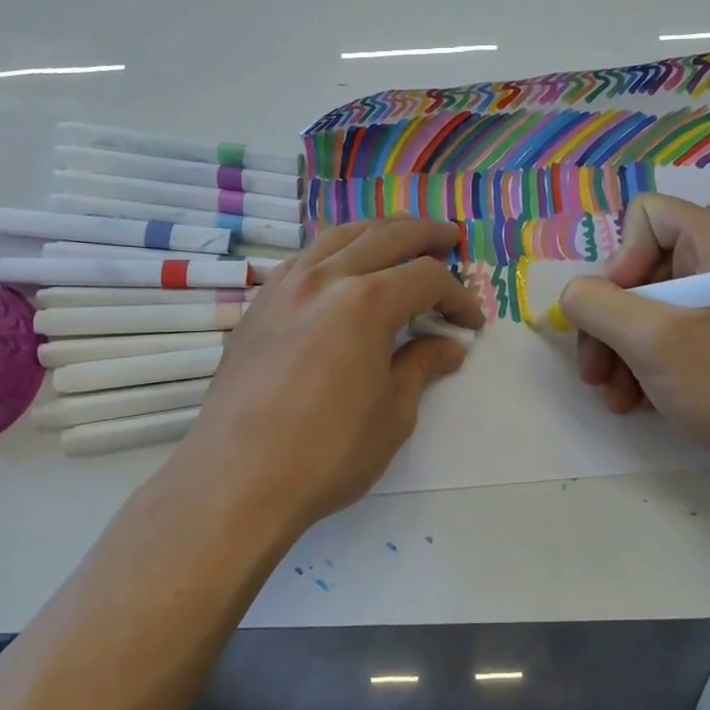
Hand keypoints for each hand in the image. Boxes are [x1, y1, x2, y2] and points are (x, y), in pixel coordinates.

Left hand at [175, 218, 483, 537]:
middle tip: (450, 238)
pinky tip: (341, 266)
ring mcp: (285, 288)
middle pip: (384, 236)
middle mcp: (324, 279)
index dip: (457, 295)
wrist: (238, 478)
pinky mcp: (259, 306)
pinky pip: (303, 259)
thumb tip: (448, 345)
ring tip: (400, 236)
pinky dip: (333, 250)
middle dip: (424, 235)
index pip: (425, 278)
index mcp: (365, 302)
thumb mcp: (392, 414)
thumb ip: (422, 367)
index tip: (471, 322)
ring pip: (338, 237)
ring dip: (377, 231)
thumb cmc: (327, 452)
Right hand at [560, 194, 709, 460]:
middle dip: (609, 321)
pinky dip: (645, 359)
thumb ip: (595, 304)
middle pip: (640, 266)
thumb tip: (574, 296)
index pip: (645, 216)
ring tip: (614, 395)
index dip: (621, 260)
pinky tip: (637, 398)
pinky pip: (670, 326)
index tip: (620, 312)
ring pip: (648, 302)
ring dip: (620, 349)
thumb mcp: (648, 339)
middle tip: (595, 371)